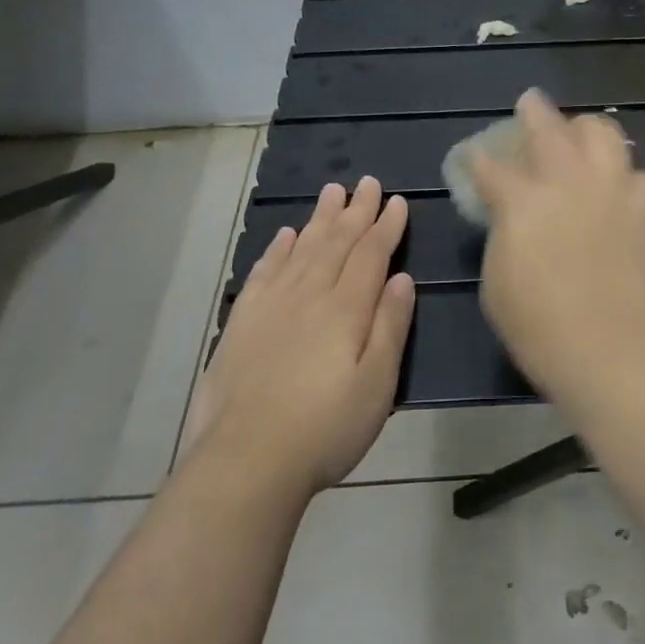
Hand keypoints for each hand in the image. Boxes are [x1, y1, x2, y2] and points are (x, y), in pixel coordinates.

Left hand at [184, 177, 414, 494]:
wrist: (245, 461)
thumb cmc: (325, 428)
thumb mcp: (377, 385)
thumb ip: (390, 326)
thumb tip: (401, 279)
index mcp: (345, 309)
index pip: (370, 254)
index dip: (386, 226)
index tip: (397, 201)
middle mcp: (308, 295)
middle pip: (336, 242)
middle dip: (355, 210)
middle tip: (367, 182)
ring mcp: (271, 306)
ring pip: (301, 248)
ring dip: (319, 218)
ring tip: (331, 191)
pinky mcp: (243, 323)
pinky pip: (264, 271)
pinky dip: (278, 249)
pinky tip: (286, 234)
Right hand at [470, 90, 644, 403]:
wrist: (623, 358)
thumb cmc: (544, 334)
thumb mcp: (498, 288)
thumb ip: (502, 240)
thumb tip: (510, 219)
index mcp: (523, 202)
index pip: (491, 167)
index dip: (477, 159)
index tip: (472, 156)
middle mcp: (569, 182)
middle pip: (550, 128)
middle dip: (534, 111)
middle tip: (529, 103)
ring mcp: (614, 191)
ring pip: (604, 133)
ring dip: (585, 128)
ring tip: (579, 134)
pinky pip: (637, 173)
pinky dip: (622, 171)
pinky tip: (617, 184)